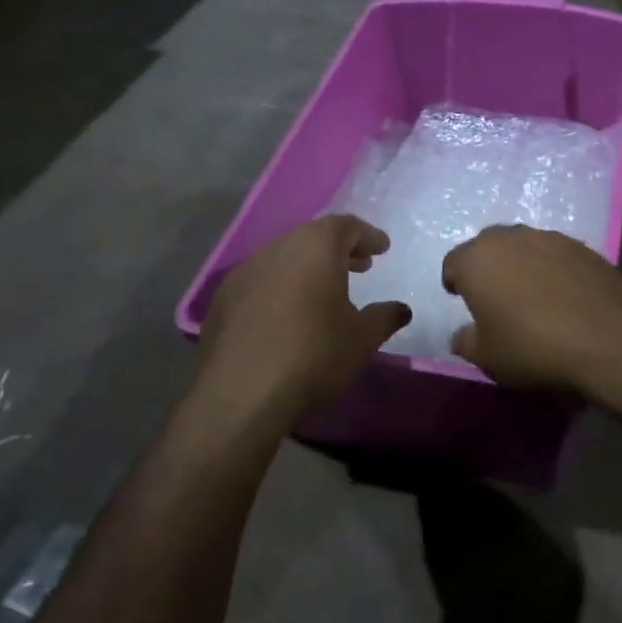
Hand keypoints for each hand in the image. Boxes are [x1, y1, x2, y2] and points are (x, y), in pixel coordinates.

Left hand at [199, 215, 409, 420]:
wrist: (239, 396)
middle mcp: (277, 249)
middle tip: (360, 266)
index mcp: (315, 247)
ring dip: (308, 268)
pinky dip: (281, 287)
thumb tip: (400, 309)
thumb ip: (384, 317)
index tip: (382, 248)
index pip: (346, 226)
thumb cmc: (313, 355)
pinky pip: (261, 282)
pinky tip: (288, 314)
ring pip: (284, 258)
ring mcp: (243, 273)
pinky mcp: (222, 300)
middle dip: (339, 249)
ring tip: (325, 292)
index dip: (367, 236)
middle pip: (312, 238)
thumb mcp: (362, 338)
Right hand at [441, 226, 621, 398]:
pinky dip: (552, 269)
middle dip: (487, 267)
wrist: (609, 338)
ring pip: (523, 246)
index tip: (461, 300)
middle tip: (494, 296)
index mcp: (477, 259)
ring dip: (520, 264)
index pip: (453, 263)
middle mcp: (510, 237)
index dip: (455, 282)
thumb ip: (466, 341)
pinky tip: (563, 295)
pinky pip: (555, 254)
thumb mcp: (487, 357)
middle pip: (488, 246)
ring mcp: (550, 237)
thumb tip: (463, 335)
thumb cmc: (533, 347)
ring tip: (530, 295)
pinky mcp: (583, 246)